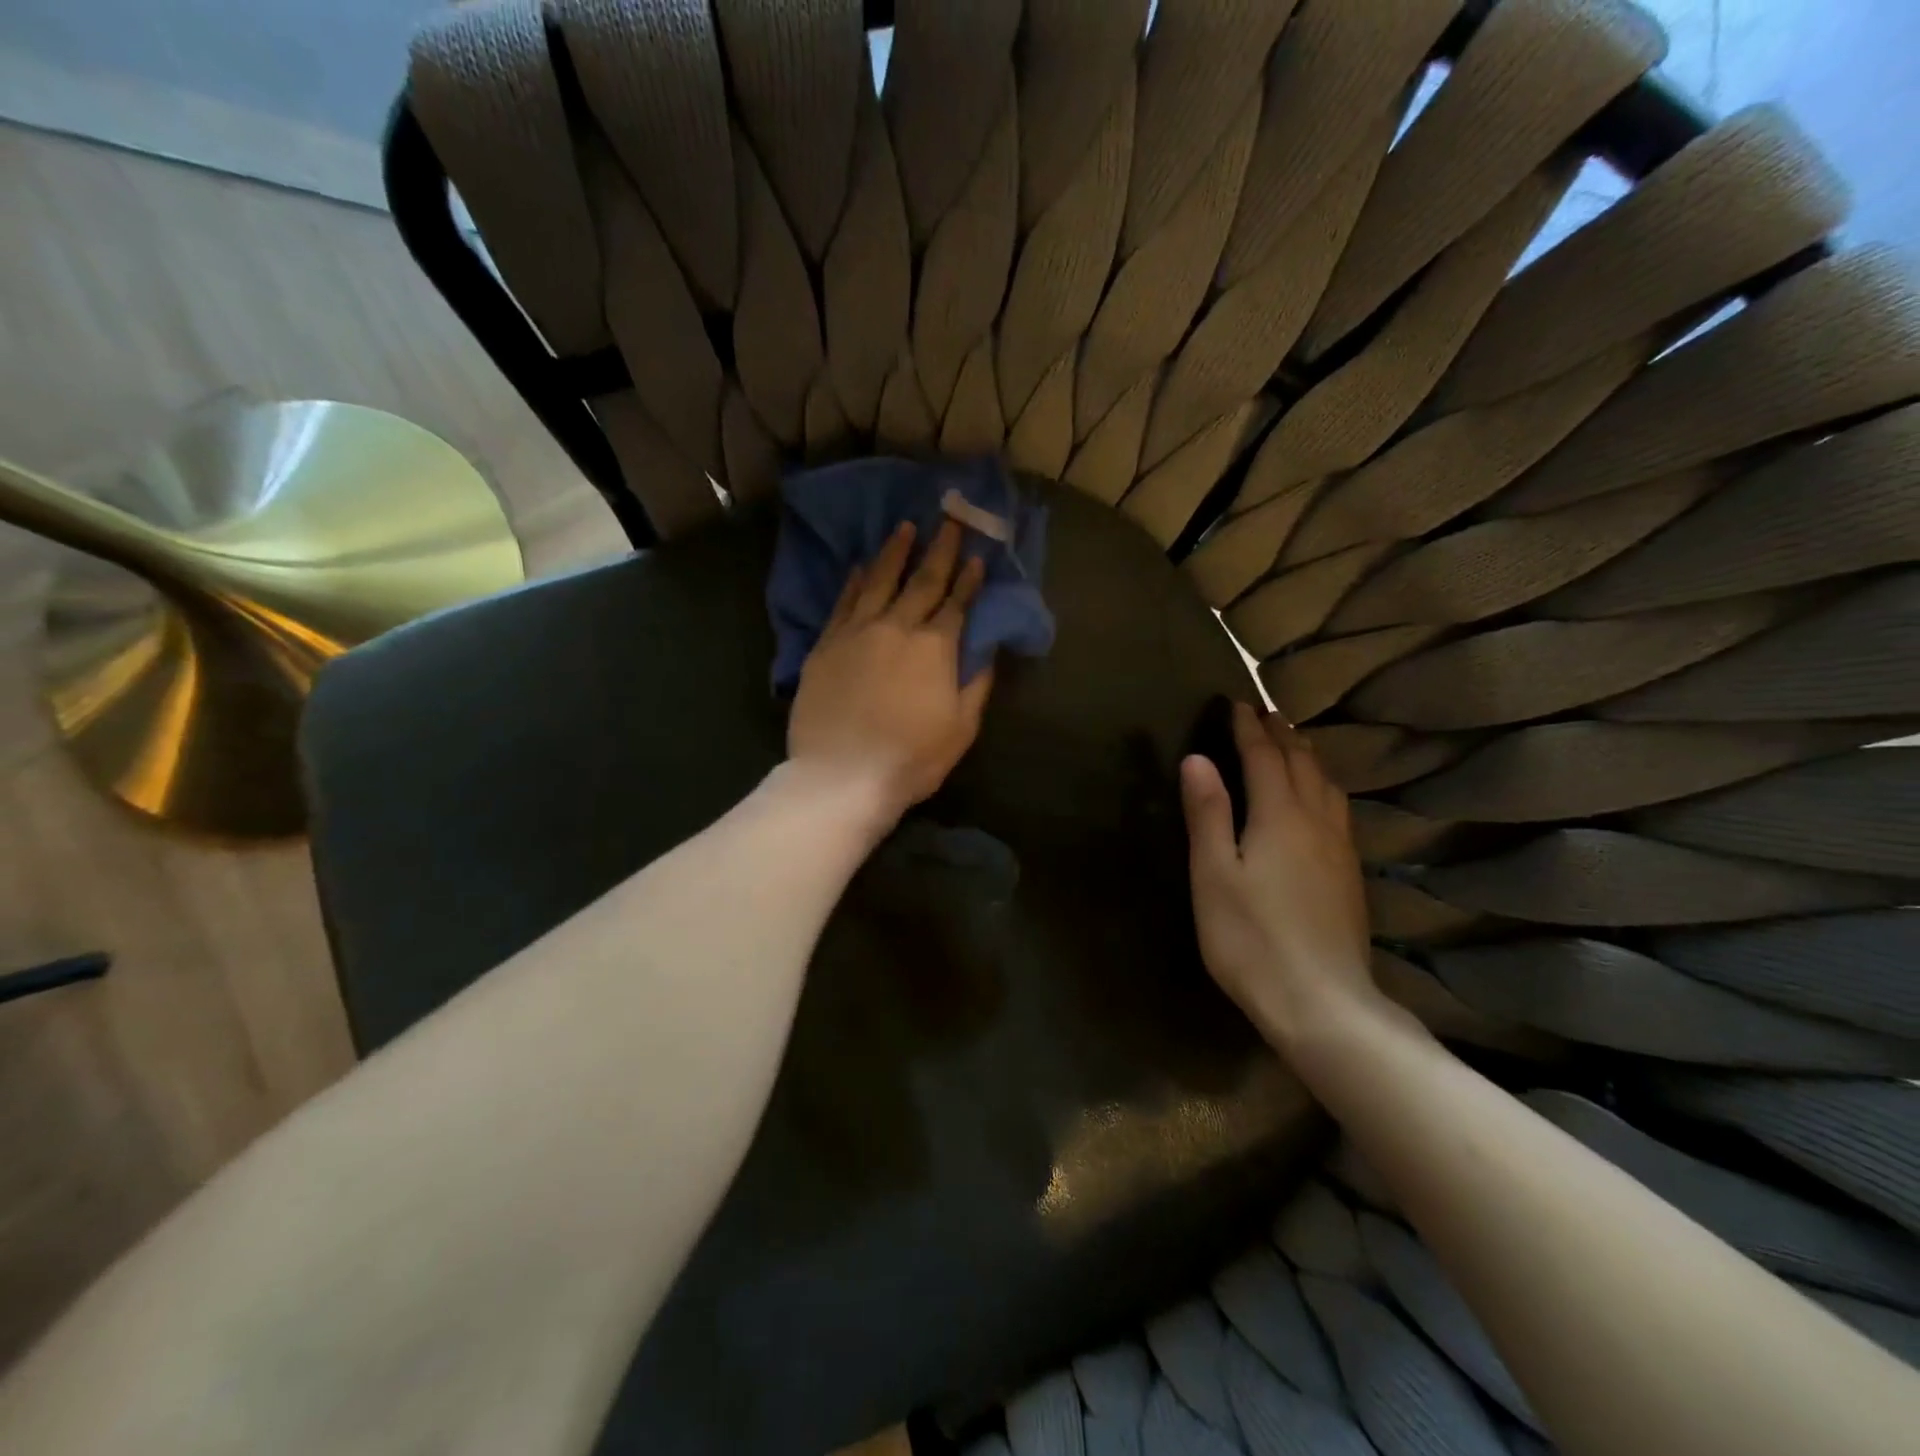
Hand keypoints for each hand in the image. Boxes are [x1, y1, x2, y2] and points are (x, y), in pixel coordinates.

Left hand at [788, 519, 993, 826]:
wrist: (842, 776)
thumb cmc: (910, 759)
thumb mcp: (961, 729)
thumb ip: (975, 684)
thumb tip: (985, 650)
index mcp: (934, 648)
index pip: (956, 604)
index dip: (969, 579)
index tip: (977, 556)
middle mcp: (896, 627)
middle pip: (921, 581)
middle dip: (939, 549)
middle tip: (948, 519)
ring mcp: (856, 633)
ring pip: (877, 581)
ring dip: (894, 553)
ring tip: (904, 527)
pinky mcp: (825, 645)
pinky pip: (842, 603)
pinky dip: (853, 582)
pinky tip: (858, 567)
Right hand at [1181, 702, 1381, 1049]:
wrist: (1322, 1002)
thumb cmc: (1250, 938)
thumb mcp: (1213, 874)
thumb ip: (1208, 813)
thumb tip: (1197, 758)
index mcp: (1279, 815)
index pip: (1263, 756)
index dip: (1247, 727)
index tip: (1234, 702)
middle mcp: (1316, 820)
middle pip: (1301, 762)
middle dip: (1280, 732)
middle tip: (1262, 711)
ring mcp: (1340, 848)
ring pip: (1327, 783)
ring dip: (1307, 754)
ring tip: (1293, 742)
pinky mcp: (1350, 873)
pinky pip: (1339, 807)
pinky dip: (1323, 784)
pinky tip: (1321, 798)